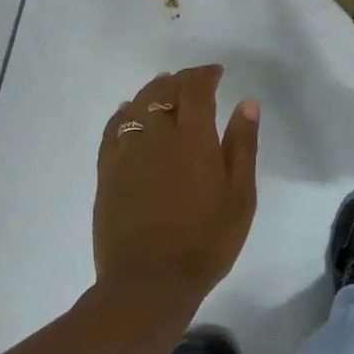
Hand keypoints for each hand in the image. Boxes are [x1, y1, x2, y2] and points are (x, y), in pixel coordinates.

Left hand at [94, 65, 260, 307]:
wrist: (150, 280)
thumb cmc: (206, 240)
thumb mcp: (240, 195)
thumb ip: (242, 145)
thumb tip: (246, 102)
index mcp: (193, 137)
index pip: (195, 88)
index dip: (205, 74)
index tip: (217, 72)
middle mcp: (156, 134)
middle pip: (163, 91)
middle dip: (180, 80)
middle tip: (194, 83)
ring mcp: (126, 152)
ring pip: (136, 105)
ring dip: (152, 92)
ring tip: (163, 91)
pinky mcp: (106, 171)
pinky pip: (112, 129)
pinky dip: (123, 114)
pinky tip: (128, 114)